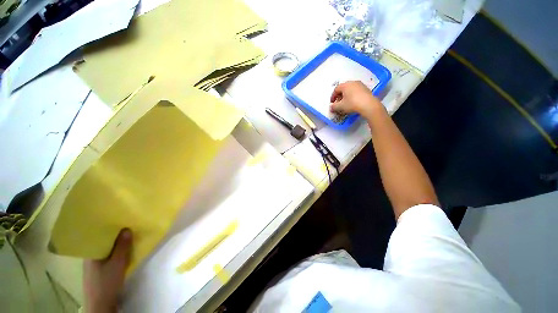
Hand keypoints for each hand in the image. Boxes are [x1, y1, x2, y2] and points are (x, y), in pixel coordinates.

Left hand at [83, 229, 132, 312]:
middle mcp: (90, 257)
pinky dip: (115, 252)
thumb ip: (122, 247)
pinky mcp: (99, 271)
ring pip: (106, 250)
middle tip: (127, 226)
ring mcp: (94, 265)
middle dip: (114, 235)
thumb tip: (127, 228)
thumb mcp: (117, 264)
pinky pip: (107, 256)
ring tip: (127, 237)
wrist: (101, 305)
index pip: (97, 236)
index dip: (108, 228)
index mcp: (90, 253)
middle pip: (102, 242)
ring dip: (116, 244)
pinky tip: (122, 252)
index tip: (119, 220)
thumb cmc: (106, 282)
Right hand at [330, 81, 382, 118]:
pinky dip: (352, 96)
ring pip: (350, 89)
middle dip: (339, 96)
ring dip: (346, 96)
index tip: (332, 103)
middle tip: (338, 103)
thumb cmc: (352, 104)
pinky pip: (356, 91)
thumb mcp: (340, 107)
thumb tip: (331, 107)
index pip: (336, 89)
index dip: (332, 97)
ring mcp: (360, 85)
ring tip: (345, 103)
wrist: (369, 105)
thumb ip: (334, 107)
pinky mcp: (366, 89)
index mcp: (345, 85)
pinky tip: (353, 102)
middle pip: (343, 88)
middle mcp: (353, 82)